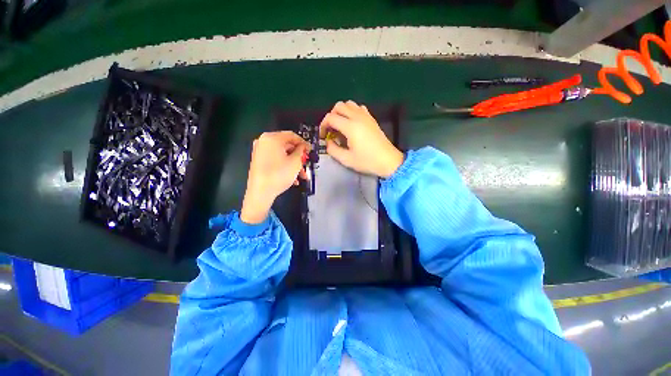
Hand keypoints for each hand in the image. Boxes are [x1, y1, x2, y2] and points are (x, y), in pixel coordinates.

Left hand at [241, 131, 308, 223]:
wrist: (260, 192)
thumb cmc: (279, 174)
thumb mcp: (295, 162)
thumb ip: (301, 151)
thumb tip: (303, 146)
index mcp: (272, 138)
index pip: (292, 135)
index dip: (304, 143)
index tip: (310, 151)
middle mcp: (264, 142)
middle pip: (287, 146)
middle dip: (299, 157)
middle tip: (306, 165)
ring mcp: (260, 152)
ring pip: (282, 155)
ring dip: (294, 164)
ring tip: (302, 176)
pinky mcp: (259, 161)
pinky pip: (276, 160)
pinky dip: (285, 167)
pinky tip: (293, 179)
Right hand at [319, 101, 403, 177]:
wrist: (388, 161)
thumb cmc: (367, 161)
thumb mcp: (346, 160)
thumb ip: (333, 150)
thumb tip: (328, 142)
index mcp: (350, 127)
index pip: (330, 117)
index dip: (323, 125)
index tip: (323, 136)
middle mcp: (358, 117)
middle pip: (339, 106)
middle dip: (331, 116)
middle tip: (331, 130)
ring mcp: (366, 116)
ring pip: (349, 104)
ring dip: (341, 112)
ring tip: (341, 126)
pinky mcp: (372, 119)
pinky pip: (359, 108)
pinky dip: (352, 112)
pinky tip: (352, 124)